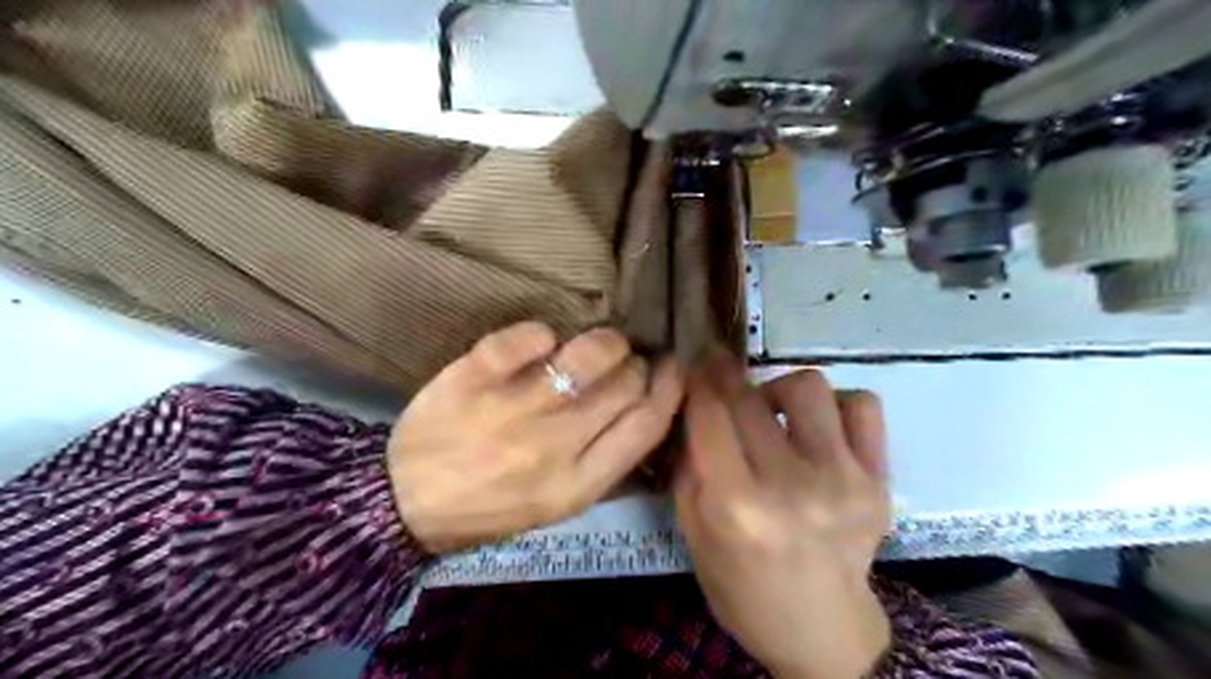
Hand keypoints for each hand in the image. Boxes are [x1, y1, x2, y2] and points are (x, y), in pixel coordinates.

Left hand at [384, 324, 678, 555]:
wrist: (404, 505)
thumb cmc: (488, 509)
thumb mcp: (557, 507)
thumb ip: (602, 465)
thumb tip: (643, 413)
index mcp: (578, 483)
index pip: (646, 426)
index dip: (670, 388)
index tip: (674, 368)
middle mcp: (554, 444)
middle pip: (625, 385)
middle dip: (638, 364)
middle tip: (628, 360)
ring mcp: (512, 408)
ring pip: (586, 356)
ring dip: (604, 341)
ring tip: (599, 343)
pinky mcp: (474, 378)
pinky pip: (525, 339)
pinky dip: (541, 333)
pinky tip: (543, 340)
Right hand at [677, 359, 890, 676]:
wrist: (822, 629)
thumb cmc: (742, 588)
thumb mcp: (693, 533)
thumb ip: (687, 466)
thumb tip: (692, 407)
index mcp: (737, 507)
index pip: (710, 415)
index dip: (700, 380)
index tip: (697, 364)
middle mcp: (791, 486)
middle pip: (750, 398)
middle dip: (726, 378)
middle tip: (722, 379)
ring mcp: (843, 479)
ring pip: (808, 386)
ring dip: (778, 389)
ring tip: (772, 413)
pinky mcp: (879, 479)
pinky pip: (862, 405)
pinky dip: (834, 405)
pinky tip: (817, 428)